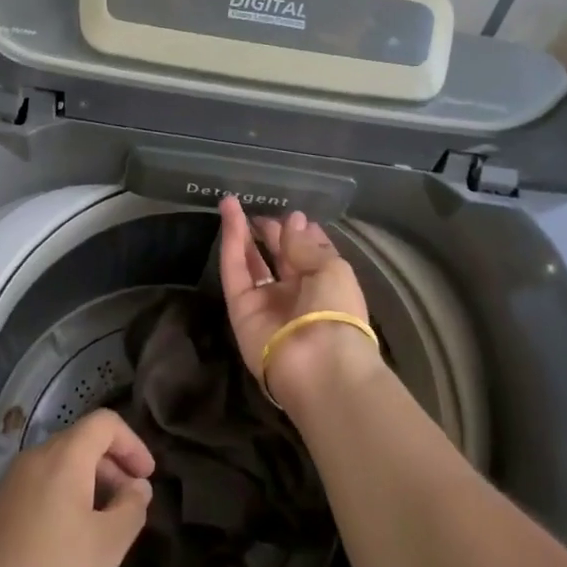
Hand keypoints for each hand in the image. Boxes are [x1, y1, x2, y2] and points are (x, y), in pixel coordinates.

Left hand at [0, 409, 153, 566]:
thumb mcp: (105, 550)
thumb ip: (130, 510)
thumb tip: (136, 487)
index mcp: (61, 458)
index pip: (104, 423)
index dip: (132, 443)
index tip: (146, 478)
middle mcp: (28, 462)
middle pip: (78, 444)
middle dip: (110, 467)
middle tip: (128, 506)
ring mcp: (0, 489)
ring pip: (53, 472)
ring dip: (84, 489)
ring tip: (98, 532)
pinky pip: (31, 495)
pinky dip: (56, 506)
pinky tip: (59, 552)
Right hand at [216, 197, 381, 408]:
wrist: (318, 364)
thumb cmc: (337, 310)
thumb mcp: (330, 268)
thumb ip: (304, 244)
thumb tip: (293, 220)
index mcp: (325, 285)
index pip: (310, 254)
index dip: (300, 233)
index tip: (292, 214)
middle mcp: (295, 294)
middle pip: (279, 257)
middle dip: (271, 233)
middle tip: (260, 209)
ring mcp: (266, 302)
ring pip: (251, 262)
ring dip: (242, 233)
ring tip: (232, 202)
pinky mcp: (240, 309)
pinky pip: (234, 272)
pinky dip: (231, 243)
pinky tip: (229, 216)